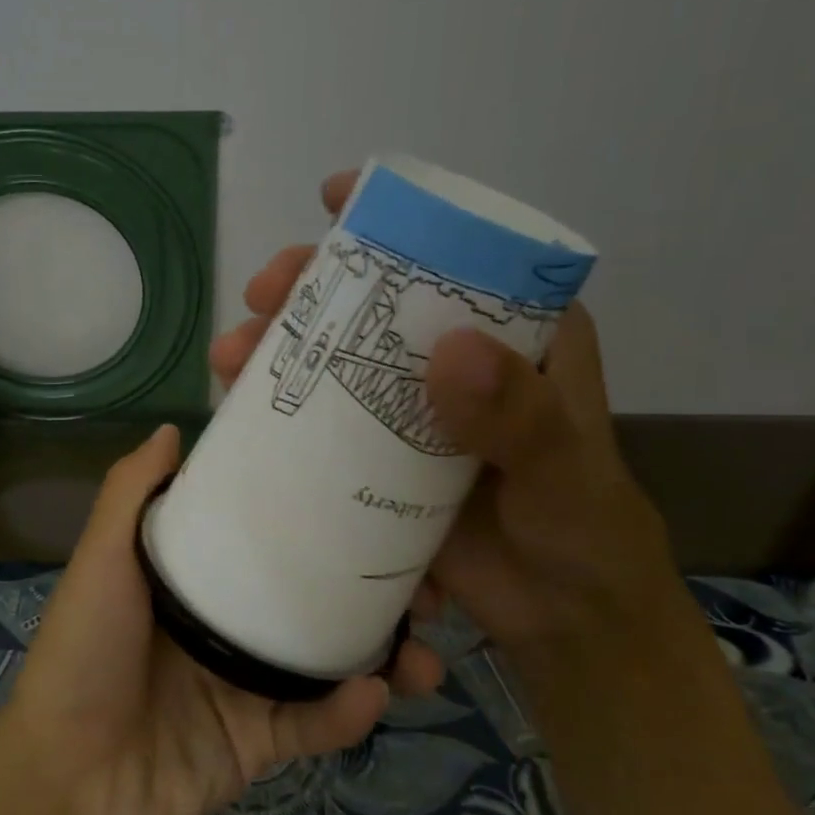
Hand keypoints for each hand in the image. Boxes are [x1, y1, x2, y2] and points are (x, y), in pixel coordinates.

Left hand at [0, 424, 443, 814]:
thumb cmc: (84, 652)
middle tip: (428, 582)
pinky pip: (314, 724)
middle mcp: (226, 623)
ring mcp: (245, 684)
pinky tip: (375, 694)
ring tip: (429, 651)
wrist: (67, 780)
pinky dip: (346, 713)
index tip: (371, 494)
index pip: (265, 535)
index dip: (315, 516)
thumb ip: (132, 494)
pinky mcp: (258, 742)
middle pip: (311, 596)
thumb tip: (172, 428)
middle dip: (373, 589)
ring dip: (384, 656)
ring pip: (329, 661)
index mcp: (196, 577)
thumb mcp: (102, 560)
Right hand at [211, 173, 692, 695]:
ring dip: (282, 346)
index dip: (395, 218)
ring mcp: (411, 410)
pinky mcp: (380, 459)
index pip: (455, 255)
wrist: (563, 617)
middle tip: (263, 292)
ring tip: (232, 355)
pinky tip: (239, 406)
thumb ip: (518, 417)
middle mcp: (456, 361)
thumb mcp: (562, 468)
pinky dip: (281, 407)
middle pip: (377, 301)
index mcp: (515, 338)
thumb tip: (448, 350)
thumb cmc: (582, 529)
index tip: (334, 197)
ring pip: (339, 357)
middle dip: (313, 286)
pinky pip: (324, 419)